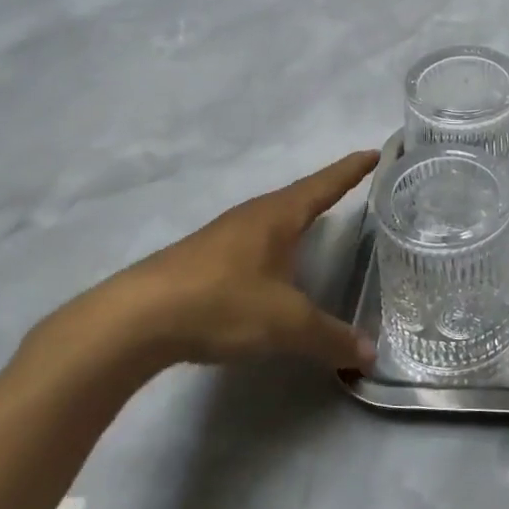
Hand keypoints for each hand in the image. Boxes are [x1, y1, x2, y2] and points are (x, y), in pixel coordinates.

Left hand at [54, 150, 380, 372]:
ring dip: (297, 217)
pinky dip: (274, 244)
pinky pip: (252, 240)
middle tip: (354, 187)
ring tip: (317, 223)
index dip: (351, 171)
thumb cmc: (221, 303)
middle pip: (298, 196)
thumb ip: (330, 338)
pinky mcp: (202, 259)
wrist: (134, 320)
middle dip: (326, 190)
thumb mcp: (285, 325)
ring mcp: (223, 236)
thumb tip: (370, 355)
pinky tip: (271, 265)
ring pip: (271, 218)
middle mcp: (252, 216)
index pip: (324, 185)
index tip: (374, 153)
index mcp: (278, 216)